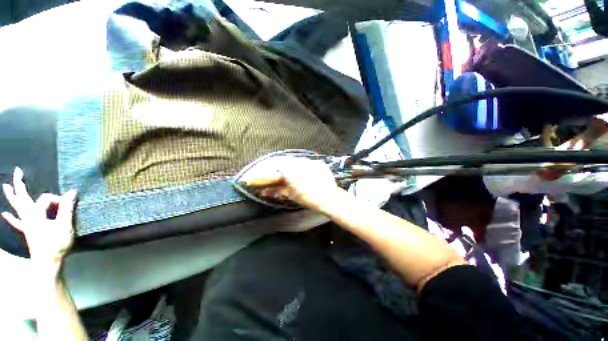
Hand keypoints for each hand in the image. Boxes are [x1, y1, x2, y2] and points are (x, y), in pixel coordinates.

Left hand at [2, 167, 76, 264]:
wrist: (48, 263)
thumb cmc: (56, 244)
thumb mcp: (64, 226)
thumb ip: (66, 208)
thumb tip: (72, 191)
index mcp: (36, 214)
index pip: (46, 199)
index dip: (58, 199)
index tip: (70, 203)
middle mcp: (28, 216)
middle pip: (22, 198)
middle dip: (19, 184)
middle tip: (17, 171)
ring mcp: (26, 224)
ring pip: (17, 208)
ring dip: (12, 197)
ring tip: (5, 186)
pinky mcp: (27, 231)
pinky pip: (17, 223)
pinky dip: (11, 218)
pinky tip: (4, 214)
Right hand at [258, 157, 340, 210]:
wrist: (328, 197)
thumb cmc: (308, 197)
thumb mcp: (290, 194)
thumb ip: (277, 191)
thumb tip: (266, 192)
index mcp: (289, 169)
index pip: (275, 164)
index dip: (271, 168)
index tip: (270, 174)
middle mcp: (298, 161)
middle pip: (287, 161)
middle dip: (284, 168)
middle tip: (284, 177)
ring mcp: (309, 161)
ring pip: (298, 161)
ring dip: (296, 167)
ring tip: (298, 177)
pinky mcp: (319, 163)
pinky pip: (309, 163)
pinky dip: (307, 168)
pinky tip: (309, 176)